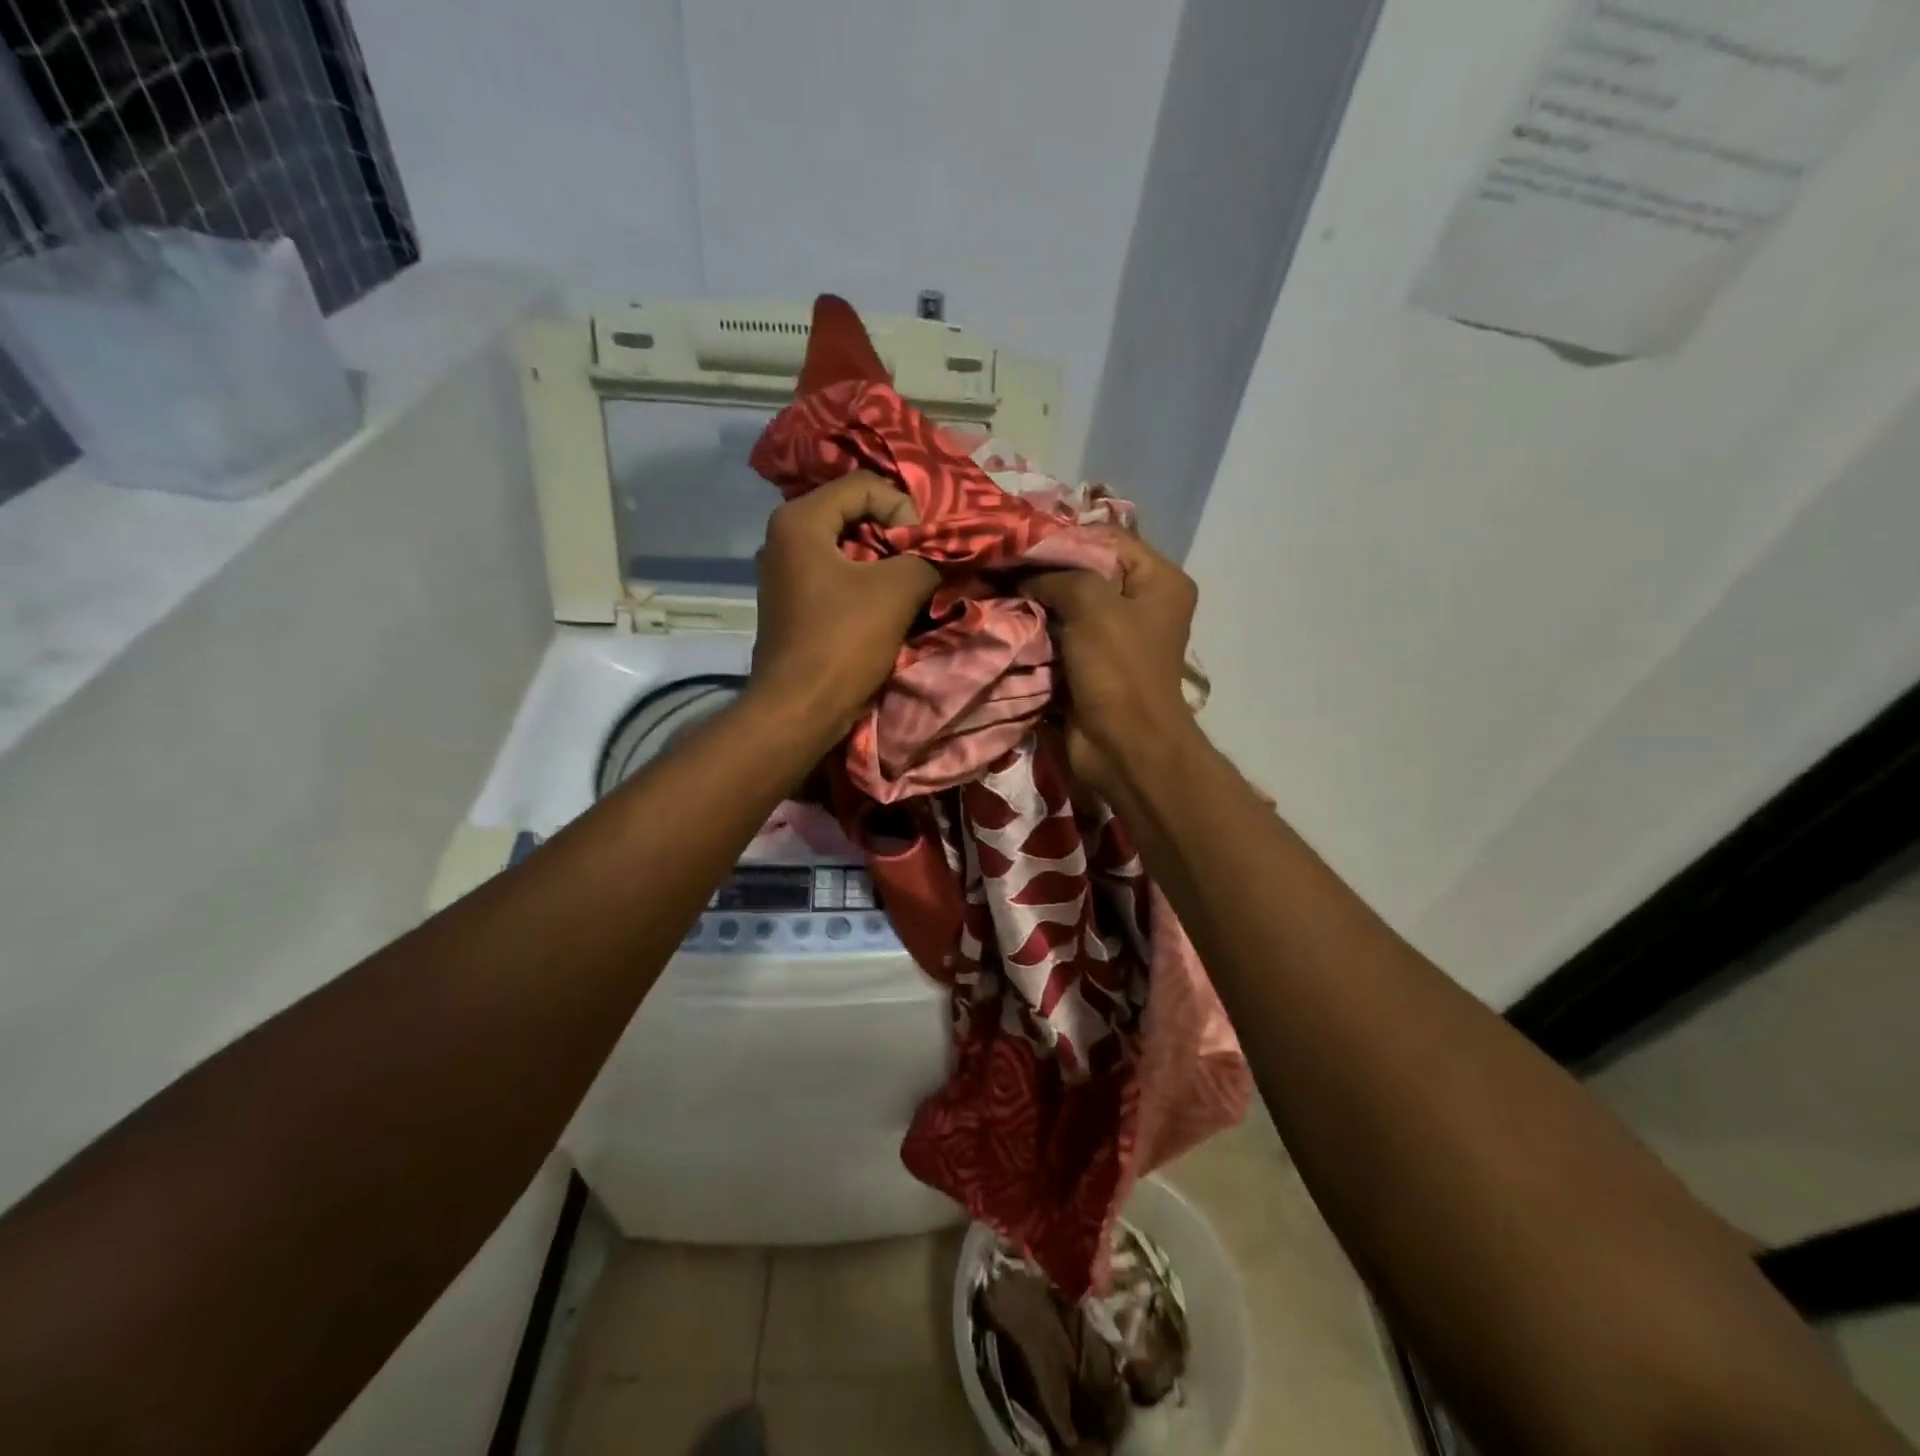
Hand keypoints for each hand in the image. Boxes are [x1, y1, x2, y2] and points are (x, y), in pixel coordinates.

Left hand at [750, 471, 939, 738]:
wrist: (799, 709)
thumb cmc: (843, 641)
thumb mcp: (898, 590)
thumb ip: (927, 558)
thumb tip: (944, 553)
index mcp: (799, 520)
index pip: (865, 486)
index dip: (904, 510)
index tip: (924, 548)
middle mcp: (784, 538)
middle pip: (854, 515)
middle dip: (897, 536)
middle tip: (926, 561)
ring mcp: (785, 573)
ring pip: (848, 549)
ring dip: (885, 563)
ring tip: (914, 584)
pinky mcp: (793, 604)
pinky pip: (837, 577)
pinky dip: (866, 584)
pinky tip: (889, 606)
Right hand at [1021, 532, 1197, 794]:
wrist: (1123, 747)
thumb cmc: (1119, 671)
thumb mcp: (1093, 605)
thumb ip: (1057, 575)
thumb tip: (1020, 574)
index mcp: (1159, 581)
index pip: (1107, 537)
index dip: (1062, 535)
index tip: (1018, 539)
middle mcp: (1140, 603)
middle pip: (1085, 570)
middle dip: (1043, 569)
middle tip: (1000, 562)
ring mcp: (1114, 636)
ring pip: (1067, 603)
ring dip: (1034, 600)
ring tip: (994, 587)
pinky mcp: (1090, 663)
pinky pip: (1059, 634)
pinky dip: (1035, 628)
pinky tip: (1004, 617)